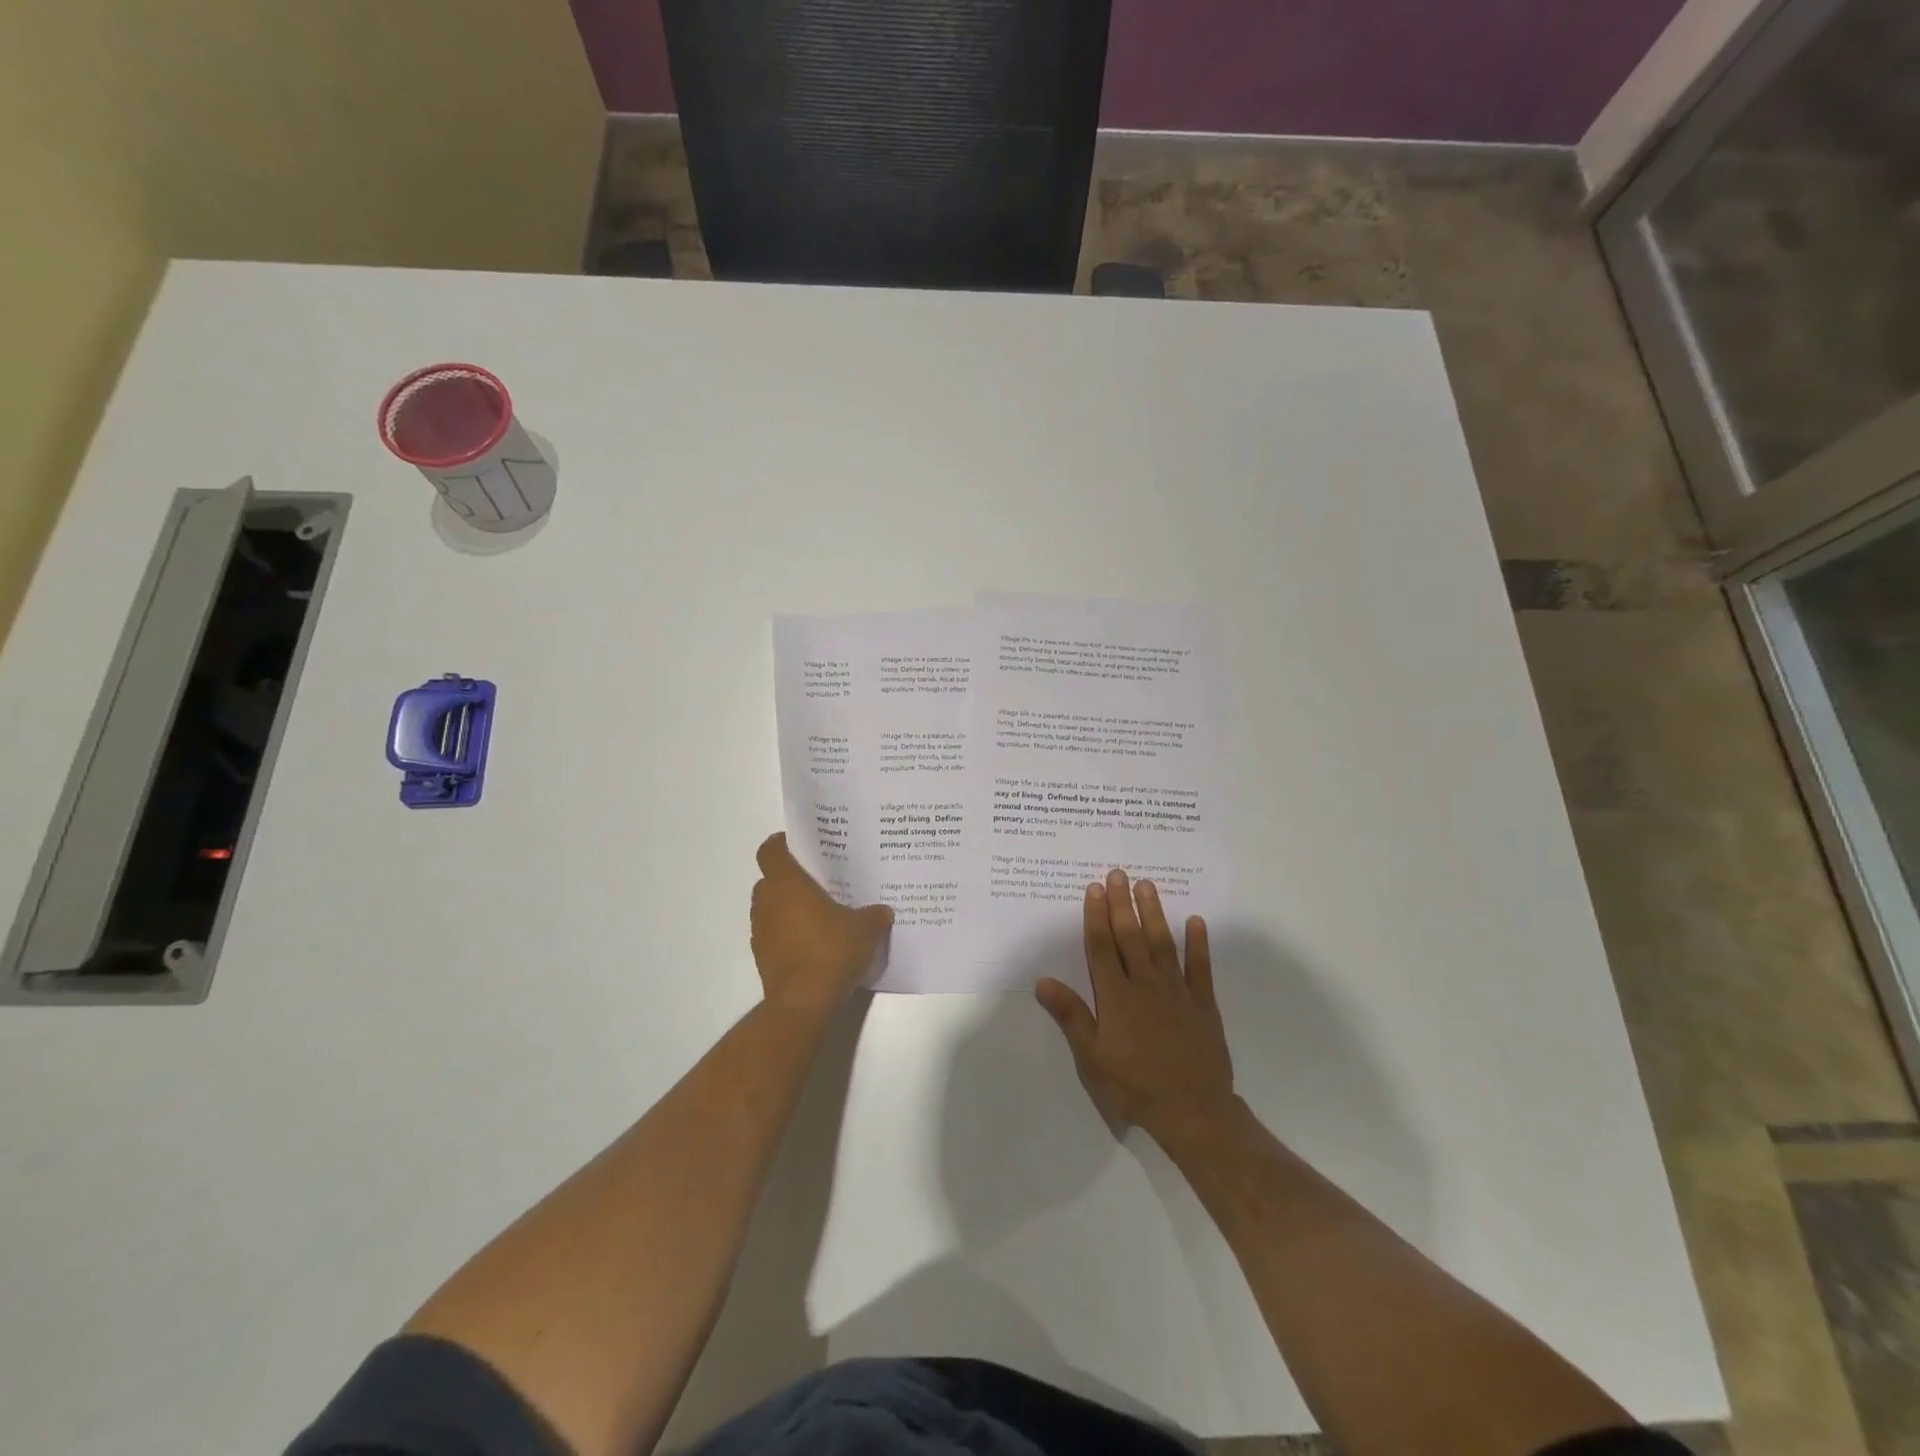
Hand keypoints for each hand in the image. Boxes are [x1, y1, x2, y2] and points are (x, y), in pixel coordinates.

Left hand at [750, 833, 892, 1011]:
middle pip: (769, 880)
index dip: (780, 844)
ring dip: (786, 908)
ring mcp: (761, 931)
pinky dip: (786, 934)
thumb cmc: (831, 951)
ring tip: (817, 914)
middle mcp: (768, 902)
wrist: (804, 1002)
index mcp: (787, 884)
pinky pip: (773, 935)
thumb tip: (883, 911)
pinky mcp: (761, 957)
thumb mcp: (866, 929)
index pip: (770, 851)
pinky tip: (812, 944)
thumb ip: (874, 915)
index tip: (797, 844)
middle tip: (816, 882)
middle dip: (789, 879)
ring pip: (770, 908)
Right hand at [1035, 869, 1235, 1140]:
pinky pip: (1200, 968)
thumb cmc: (1134, 1086)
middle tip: (1119, 873)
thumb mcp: (1091, 1058)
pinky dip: (1198, 944)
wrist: (1193, 1111)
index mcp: (1116, 997)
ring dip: (1154, 913)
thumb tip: (1042, 981)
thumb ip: (1070, 1016)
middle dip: (1122, 904)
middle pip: (1131, 937)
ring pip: (1163, 944)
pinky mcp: (1203, 1005)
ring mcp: (1177, 992)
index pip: (1102, 948)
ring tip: (1147, 886)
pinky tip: (1196, 921)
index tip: (1095, 888)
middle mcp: (1145, 985)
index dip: (1096, 917)